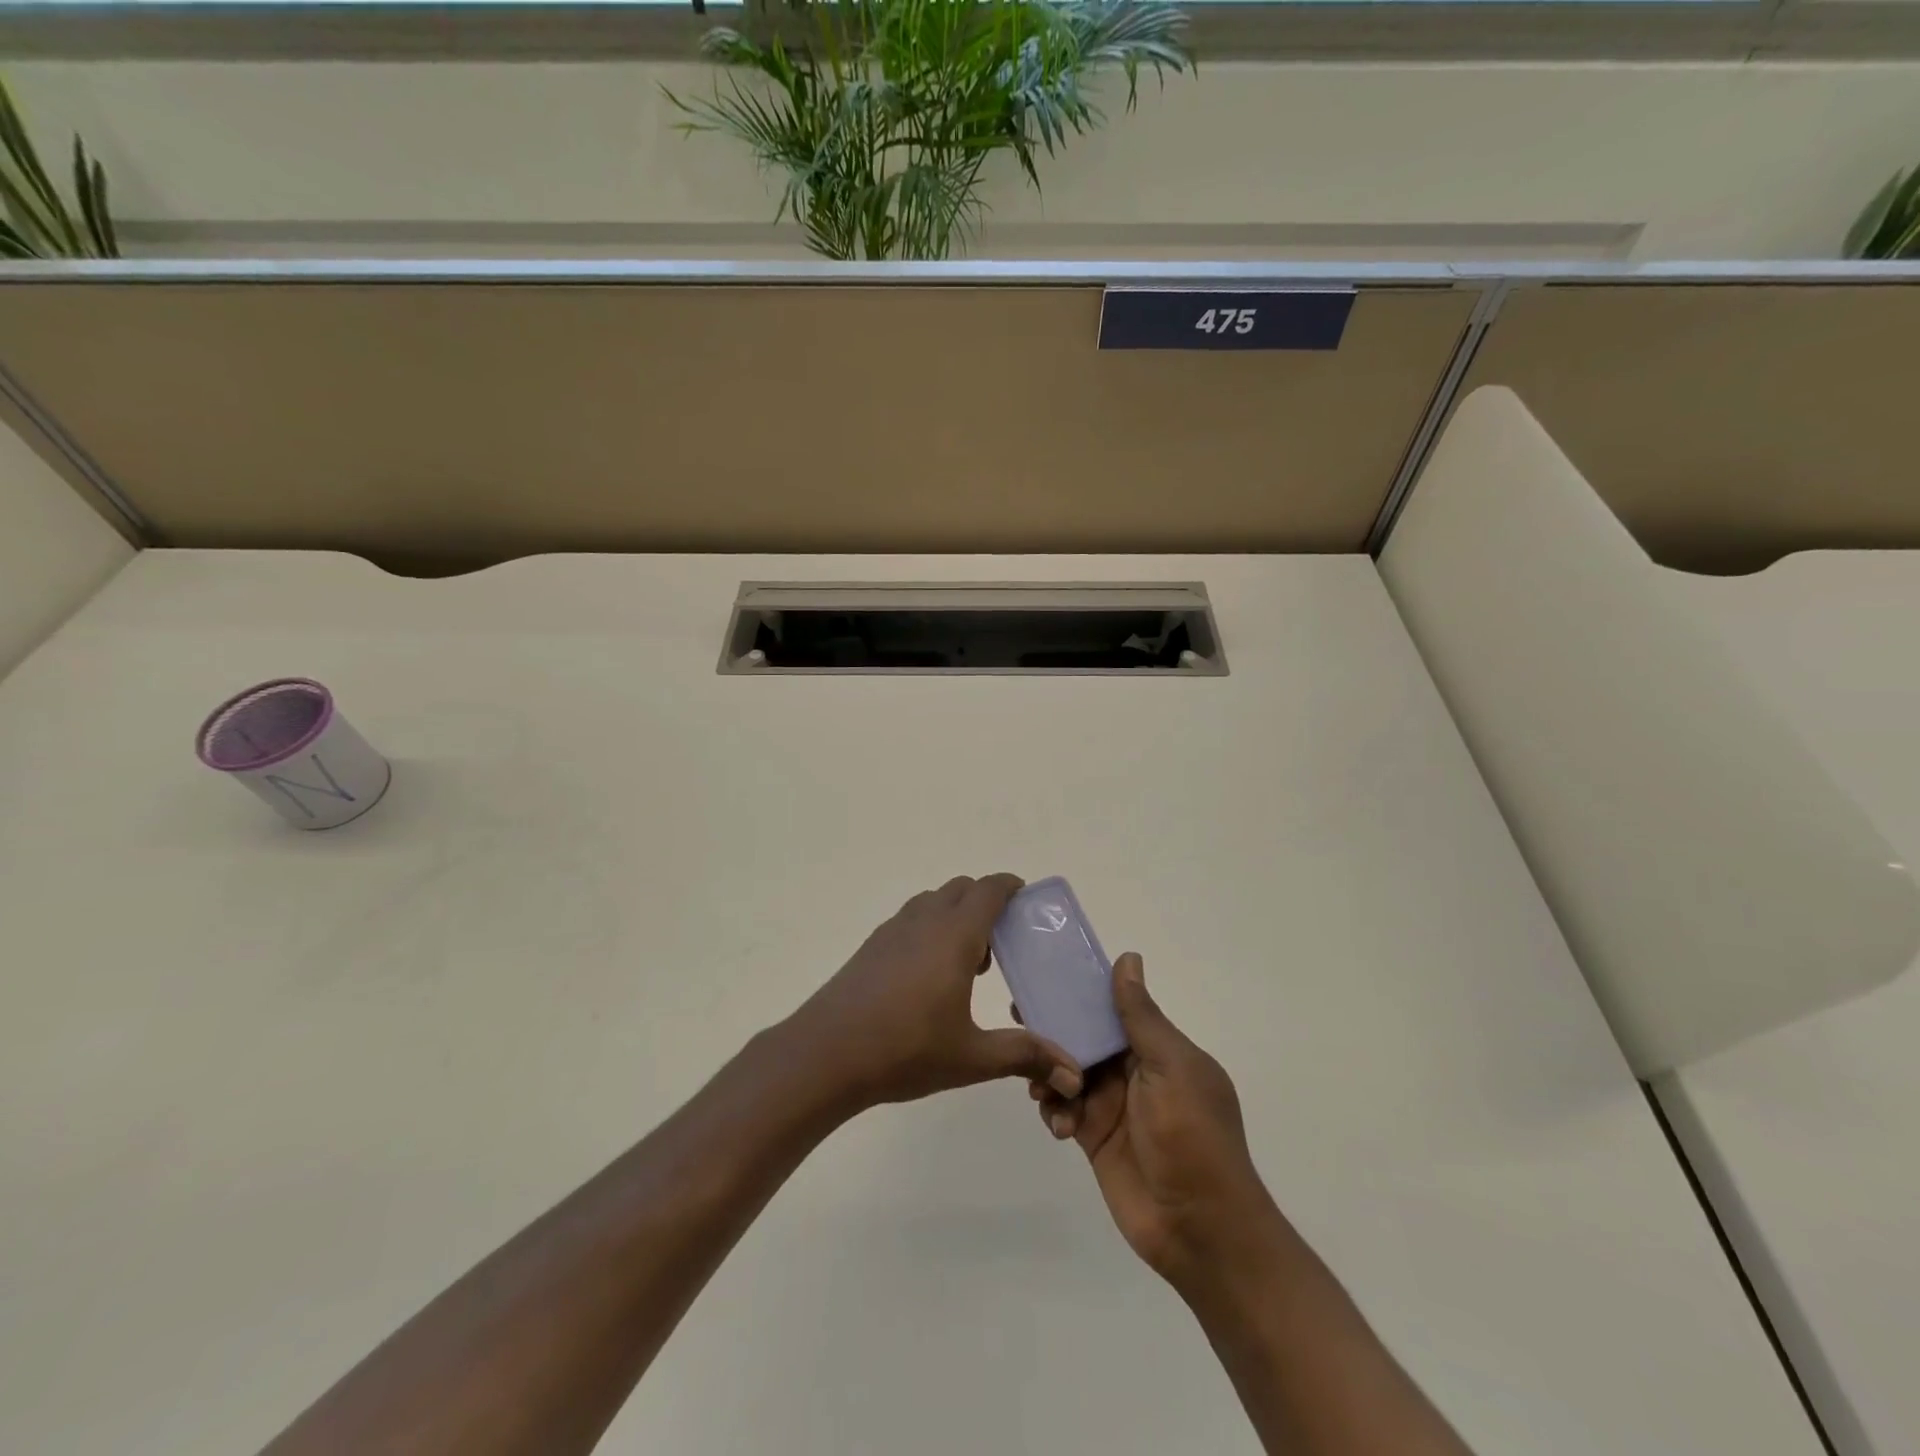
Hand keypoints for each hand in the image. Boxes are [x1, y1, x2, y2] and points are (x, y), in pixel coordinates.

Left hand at [787, 874, 1084, 1114]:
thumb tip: (1073, 1075)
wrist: (826, 1054)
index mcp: (954, 935)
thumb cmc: (905, 1049)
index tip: (1026, 897)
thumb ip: (1024, 1056)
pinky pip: (910, 919)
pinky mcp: (871, 946)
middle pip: (961, 889)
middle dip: (985, 902)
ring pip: (932, 902)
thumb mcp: (972, 1057)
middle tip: (1001, 942)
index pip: (988, 889)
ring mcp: (892, 930)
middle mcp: (924, 920)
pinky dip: (929, 929)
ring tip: (965, 963)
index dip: (1010, 886)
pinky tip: (927, 977)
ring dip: (955, 915)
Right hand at [1031, 953, 1279, 1293]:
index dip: (1083, 992)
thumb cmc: (1191, 1136)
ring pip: (1068, 1070)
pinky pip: (1064, 1108)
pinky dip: (1055, 1109)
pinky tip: (1058, 1124)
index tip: (1046, 976)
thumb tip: (1128, 957)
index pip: (1115, 1008)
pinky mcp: (1094, 1136)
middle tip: (1019, 1018)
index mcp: (1159, 1049)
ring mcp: (1114, 1105)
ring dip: (1050, 1072)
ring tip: (1040, 1087)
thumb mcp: (1170, 1068)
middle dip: (1055, 1028)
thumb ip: (1140, 1017)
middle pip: (1086, 1036)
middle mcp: (1135, 1071)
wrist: (1199, 1228)